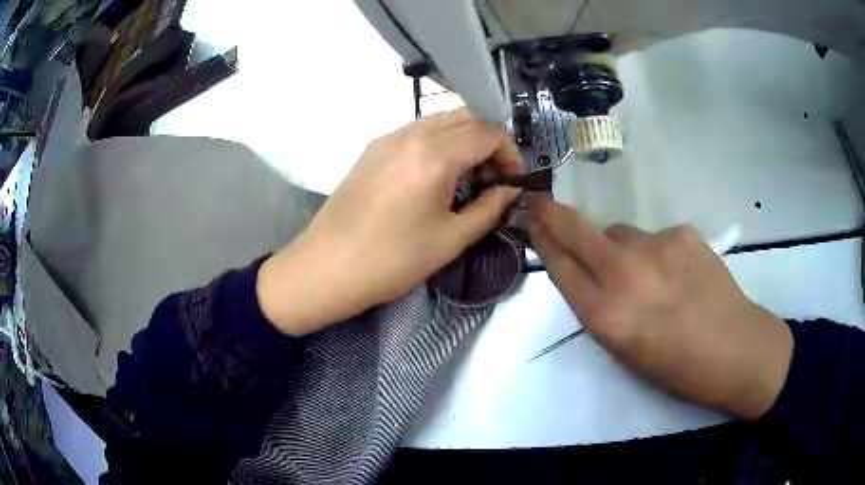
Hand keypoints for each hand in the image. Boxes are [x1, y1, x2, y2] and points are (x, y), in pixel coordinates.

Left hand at [258, 109, 522, 335]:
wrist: (326, 267)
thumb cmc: (391, 261)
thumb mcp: (451, 239)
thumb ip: (489, 208)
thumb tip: (510, 190)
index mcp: (434, 155)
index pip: (488, 132)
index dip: (510, 153)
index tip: (513, 181)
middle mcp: (411, 134)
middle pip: (466, 117)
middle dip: (488, 142)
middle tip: (491, 179)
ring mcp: (387, 137)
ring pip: (440, 120)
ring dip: (463, 140)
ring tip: (465, 179)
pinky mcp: (372, 149)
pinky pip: (416, 132)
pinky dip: (438, 143)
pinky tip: (434, 177)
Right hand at [528, 196, 793, 419]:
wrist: (734, 348)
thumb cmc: (675, 366)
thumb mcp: (623, 350)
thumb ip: (600, 308)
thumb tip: (591, 272)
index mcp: (605, 316)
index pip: (560, 267)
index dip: (542, 242)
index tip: (531, 223)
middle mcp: (624, 274)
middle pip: (576, 231)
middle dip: (552, 215)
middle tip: (540, 203)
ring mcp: (655, 247)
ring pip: (620, 233)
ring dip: (619, 247)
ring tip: (649, 275)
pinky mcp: (682, 233)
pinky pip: (654, 237)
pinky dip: (657, 252)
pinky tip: (678, 273)